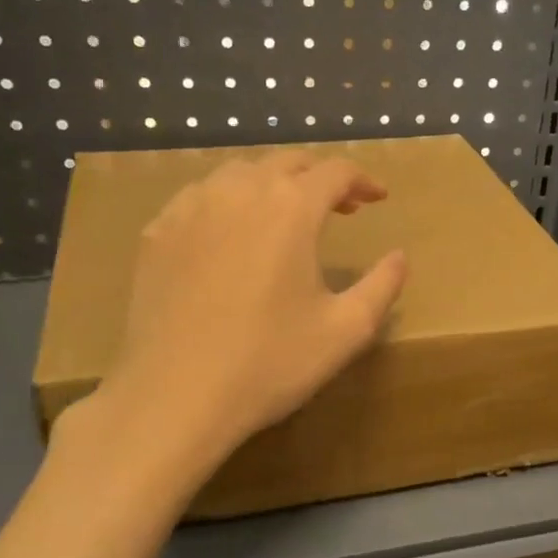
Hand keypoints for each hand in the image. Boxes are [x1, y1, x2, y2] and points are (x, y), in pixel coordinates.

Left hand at [86, 152, 407, 465]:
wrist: (175, 396)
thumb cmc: (270, 362)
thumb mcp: (346, 330)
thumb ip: (382, 285)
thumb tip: (399, 256)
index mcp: (290, 208)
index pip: (335, 171)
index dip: (363, 179)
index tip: (379, 198)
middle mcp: (238, 191)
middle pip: (287, 162)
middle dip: (320, 177)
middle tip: (341, 206)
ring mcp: (190, 208)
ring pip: (239, 173)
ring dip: (273, 184)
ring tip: (287, 217)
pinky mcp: (157, 232)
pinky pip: (200, 198)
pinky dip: (228, 203)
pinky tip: (231, 235)